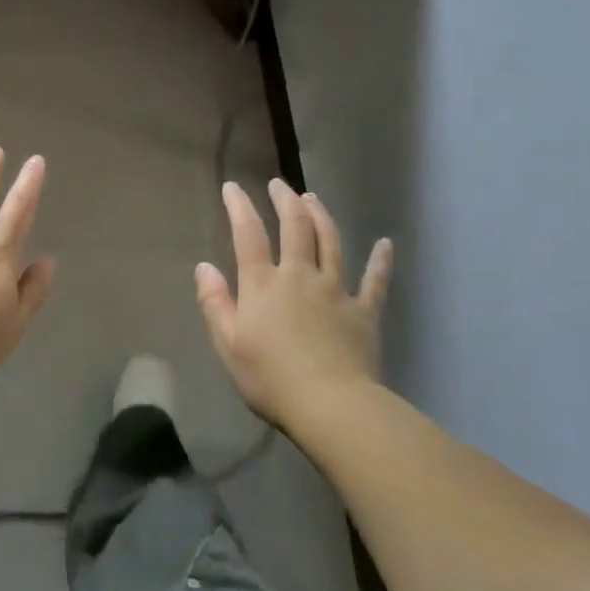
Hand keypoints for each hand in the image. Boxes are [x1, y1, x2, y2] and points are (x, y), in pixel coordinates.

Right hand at [195, 179, 392, 433]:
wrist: (331, 405)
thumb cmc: (270, 378)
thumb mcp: (227, 345)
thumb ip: (214, 303)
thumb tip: (204, 266)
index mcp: (263, 284)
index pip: (248, 235)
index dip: (239, 207)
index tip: (232, 187)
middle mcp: (299, 276)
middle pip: (295, 228)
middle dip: (286, 201)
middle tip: (279, 185)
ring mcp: (335, 291)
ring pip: (330, 242)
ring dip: (321, 216)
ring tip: (312, 198)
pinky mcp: (363, 311)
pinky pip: (374, 281)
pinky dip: (380, 262)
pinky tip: (386, 244)